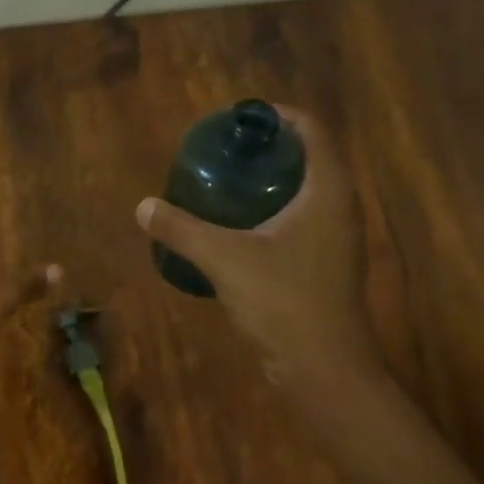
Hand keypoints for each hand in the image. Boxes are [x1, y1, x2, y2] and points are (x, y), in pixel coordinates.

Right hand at [136, 105, 381, 384]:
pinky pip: (300, 220)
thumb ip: (182, 229)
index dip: (276, 116)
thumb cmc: (282, 302)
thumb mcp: (224, 259)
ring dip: (269, 181)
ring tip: (224, 183)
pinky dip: (271, 211)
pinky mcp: (325, 264)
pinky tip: (236, 227)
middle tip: (223, 151)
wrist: (323, 367)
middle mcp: (340, 207)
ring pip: (304, 191)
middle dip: (267, 149)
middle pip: (308, 157)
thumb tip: (144, 206)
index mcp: (328, 191)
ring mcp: (336, 238)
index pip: (311, 130)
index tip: (237, 119)